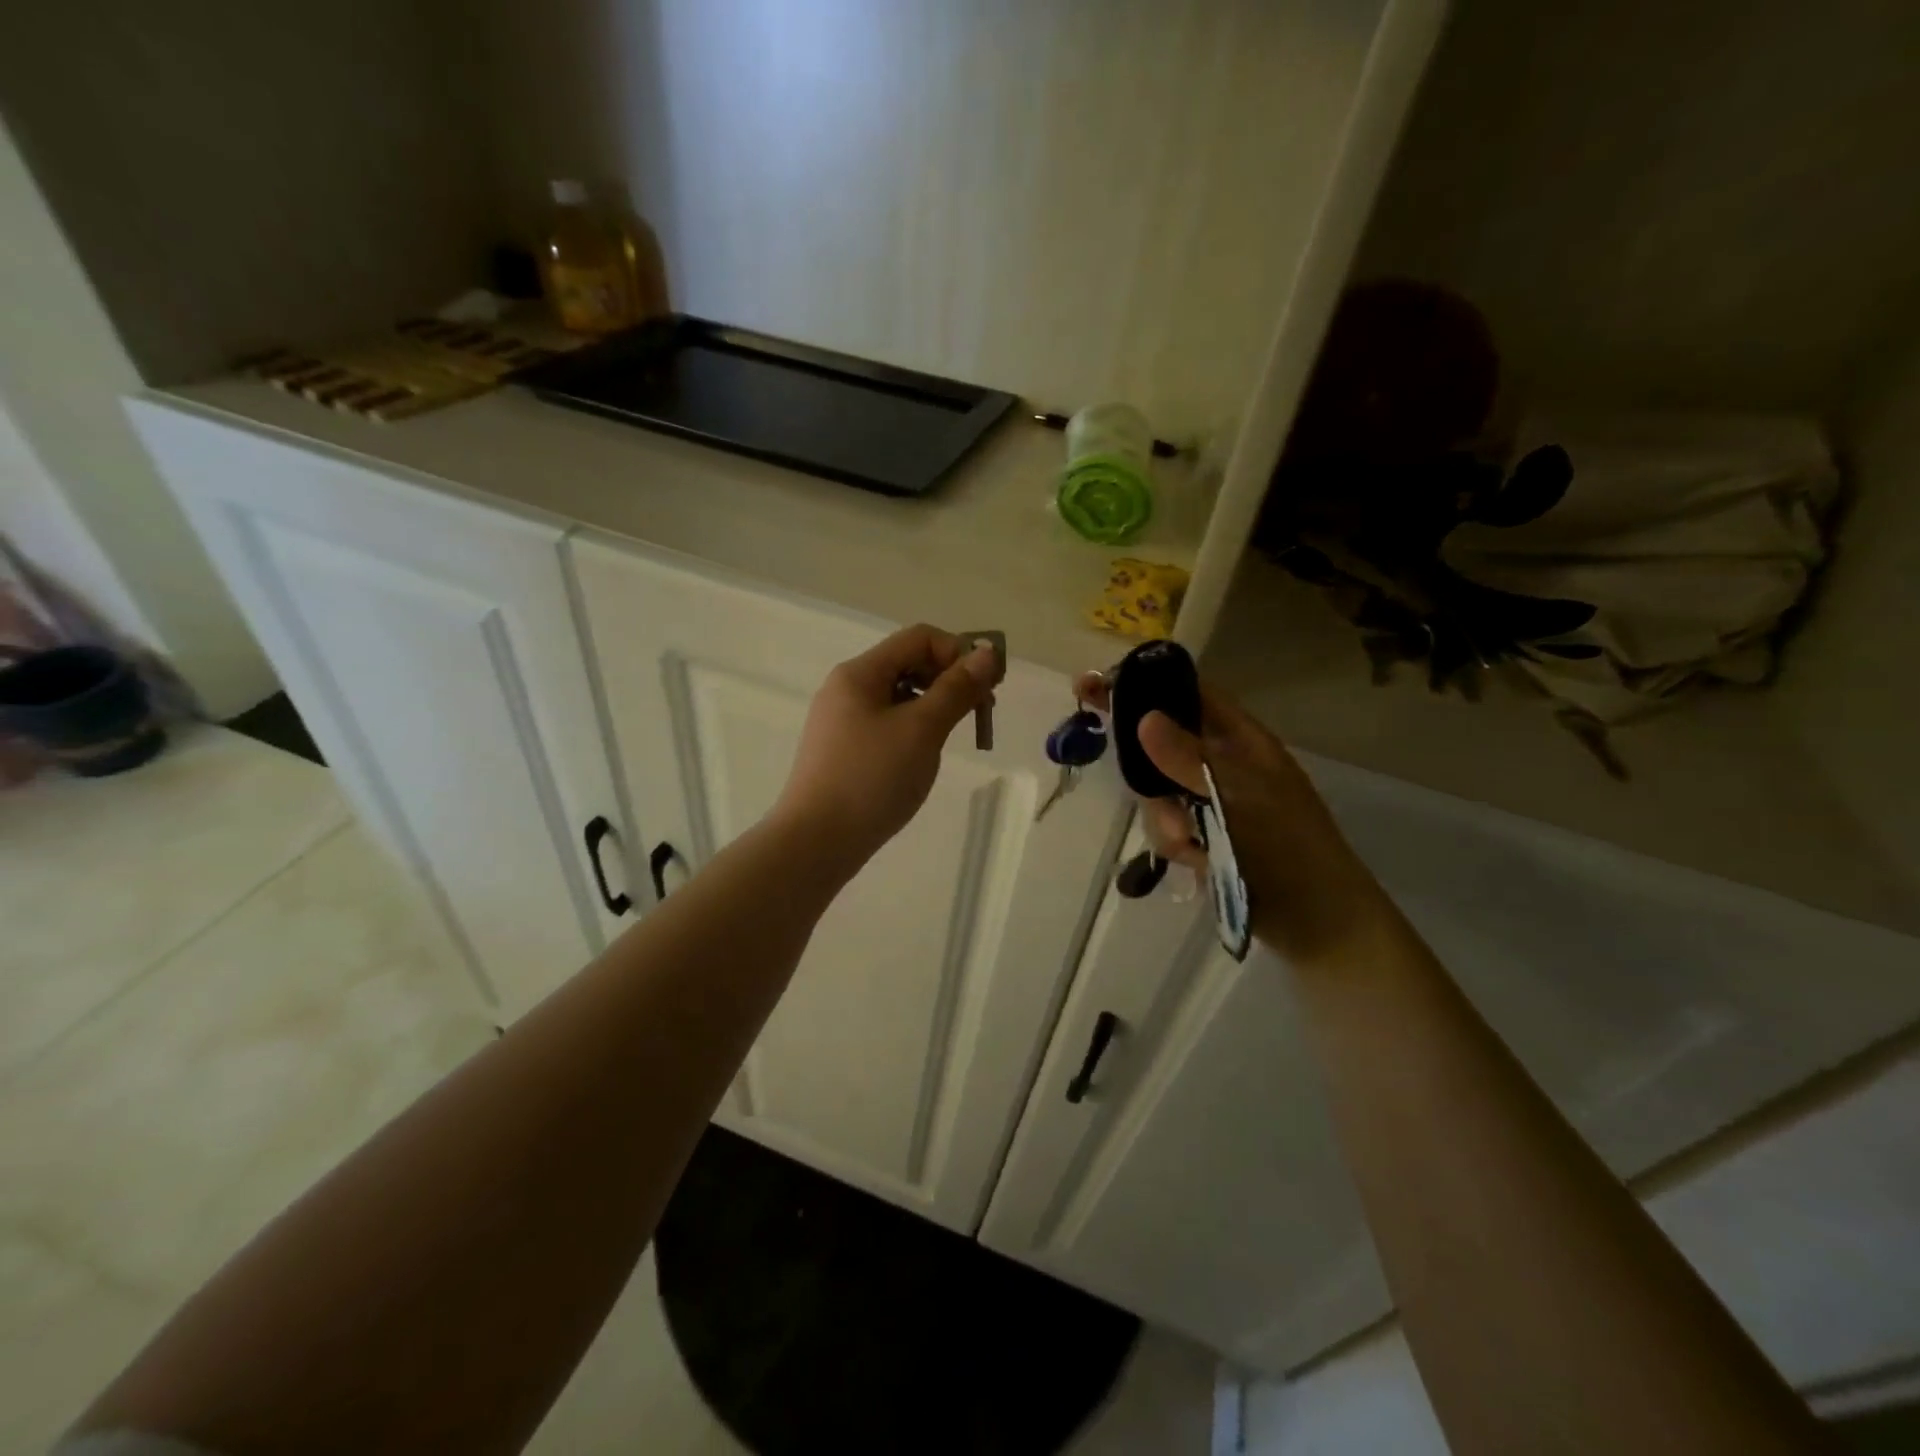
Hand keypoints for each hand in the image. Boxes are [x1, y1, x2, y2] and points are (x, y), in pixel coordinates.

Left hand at [776, 625, 1002, 871]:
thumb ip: (956, 689)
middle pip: (909, 663)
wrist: (816, 842)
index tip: (988, 687)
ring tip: (953, 736)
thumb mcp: (921, 730)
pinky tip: (924, 756)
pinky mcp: (844, 749)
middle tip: (981, 712)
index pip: (919, 638)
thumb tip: (987, 654)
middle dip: (950, 680)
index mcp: (860, 673)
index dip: (959, 652)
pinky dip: (914, 728)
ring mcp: (842, 720)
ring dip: (935, 705)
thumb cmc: (871, 779)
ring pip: (900, 696)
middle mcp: (847, 688)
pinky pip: (887, 723)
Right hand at [1073, 668, 1388, 964]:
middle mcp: (1222, 764)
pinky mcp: (1205, 836)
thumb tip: (1144, 717)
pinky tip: (1195, 861)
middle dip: (1142, 762)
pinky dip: (1176, 843)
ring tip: (1187, 843)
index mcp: (1241, 741)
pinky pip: (1169, 826)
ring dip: (1164, 816)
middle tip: (1098, 748)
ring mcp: (1212, 802)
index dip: (1144, 684)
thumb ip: (1189, 759)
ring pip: (1160, 791)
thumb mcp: (1240, 797)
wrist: (1318, 924)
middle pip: (1162, 743)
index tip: (1095, 683)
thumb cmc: (1290, 848)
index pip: (1187, 695)